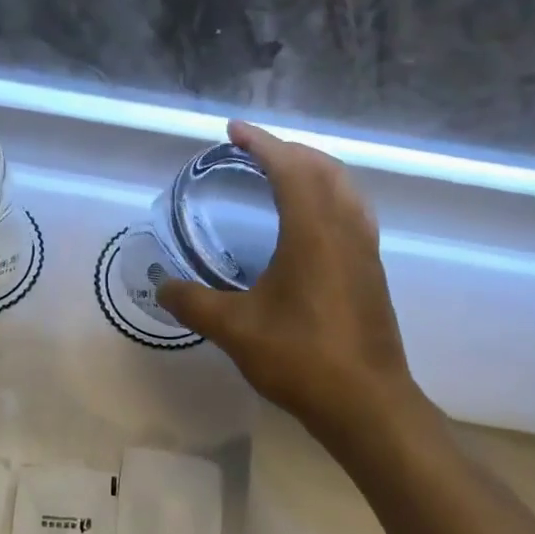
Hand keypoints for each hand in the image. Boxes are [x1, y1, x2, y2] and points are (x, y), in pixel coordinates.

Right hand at [156, 121, 427, 447]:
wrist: (366, 403)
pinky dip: (329, 196)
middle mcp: (345, 229)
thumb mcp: (235, 329)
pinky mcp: (372, 272)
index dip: (261, 143)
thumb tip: (162, 287)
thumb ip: (194, 303)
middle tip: (253, 152)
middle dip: (287, 150)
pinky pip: (353, 212)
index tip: (233, 130)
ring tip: (283, 175)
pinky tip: (311, 222)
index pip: (289, 167)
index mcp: (313, 231)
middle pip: (322, 168)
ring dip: (314, 170)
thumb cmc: (300, 358)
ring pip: (345, 188)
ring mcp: (365, 250)